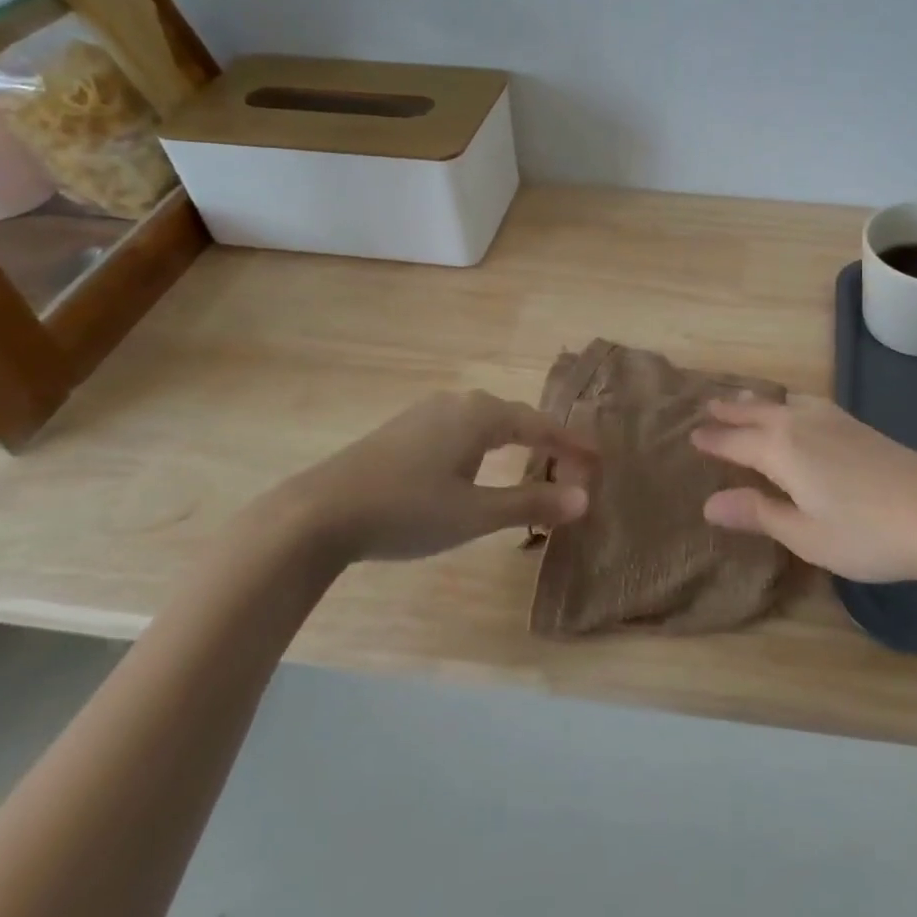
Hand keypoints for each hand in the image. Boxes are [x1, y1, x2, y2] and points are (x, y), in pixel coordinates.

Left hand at [266, 390, 593, 563]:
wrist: (318, 513)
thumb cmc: (406, 510)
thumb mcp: (475, 513)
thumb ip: (531, 503)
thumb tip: (584, 499)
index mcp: (480, 415)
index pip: (541, 426)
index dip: (572, 445)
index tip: (598, 462)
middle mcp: (458, 403)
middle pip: (515, 419)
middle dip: (546, 443)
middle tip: (571, 469)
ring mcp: (426, 413)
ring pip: (486, 423)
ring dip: (515, 443)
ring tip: (534, 465)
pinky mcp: (403, 430)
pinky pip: (462, 430)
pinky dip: (486, 446)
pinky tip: (478, 466)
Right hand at [690, 395, 916, 582]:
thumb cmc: (869, 534)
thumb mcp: (806, 535)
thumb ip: (759, 513)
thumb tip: (709, 503)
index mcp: (783, 450)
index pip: (737, 441)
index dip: (713, 441)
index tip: (690, 435)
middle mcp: (803, 426)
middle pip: (758, 413)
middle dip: (731, 411)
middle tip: (707, 405)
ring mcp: (835, 421)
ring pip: (786, 403)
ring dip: (760, 401)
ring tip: (745, 399)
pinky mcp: (859, 426)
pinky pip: (808, 403)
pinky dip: (788, 403)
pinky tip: (799, 410)